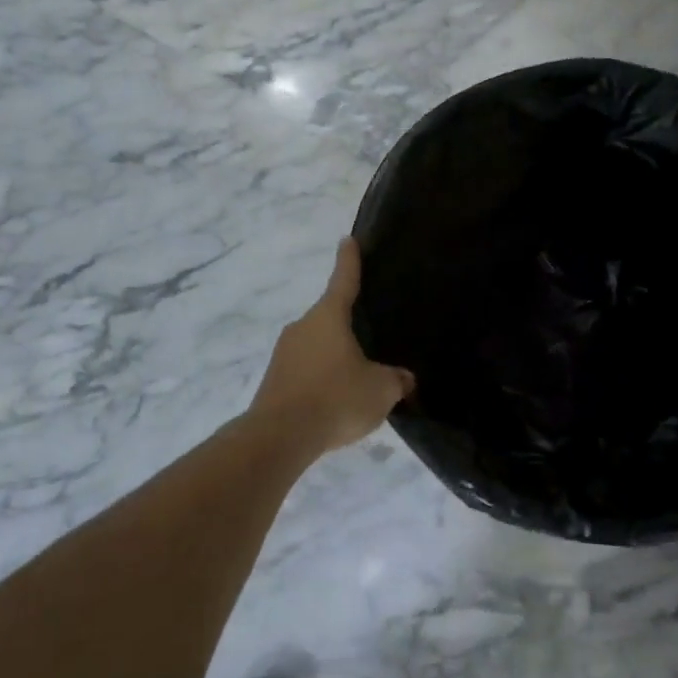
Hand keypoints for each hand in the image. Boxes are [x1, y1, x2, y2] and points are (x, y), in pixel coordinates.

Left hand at [249, 239, 414, 452]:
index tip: (348, 240)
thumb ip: (396, 380)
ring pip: (316, 346)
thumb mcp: (381, 390)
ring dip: (333, 357)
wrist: (279, 436)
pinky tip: (333, 402)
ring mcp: (284, 352)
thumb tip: (403, 378)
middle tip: (368, 339)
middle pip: (329, 317)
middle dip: (347, 326)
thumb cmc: (336, 398)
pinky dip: (320, 379)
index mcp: (329, 317)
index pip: (344, 279)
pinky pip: (304, 370)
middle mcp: (303, 326)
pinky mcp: (274, 379)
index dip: (349, 260)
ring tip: (354, 381)